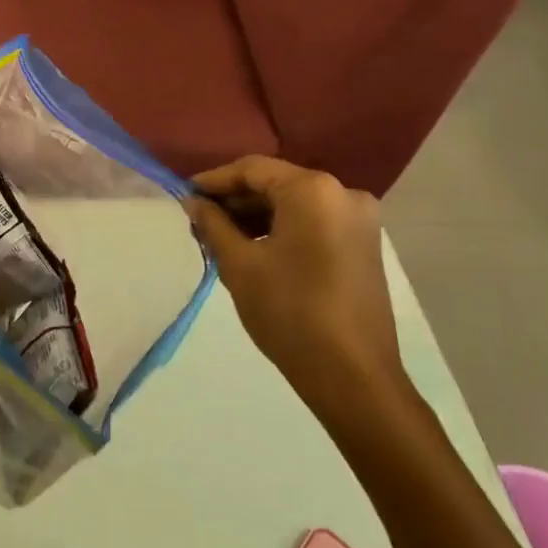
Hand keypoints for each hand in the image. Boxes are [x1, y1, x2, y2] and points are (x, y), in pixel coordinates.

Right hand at [187, 156, 408, 422]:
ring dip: (257, 215)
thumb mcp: (239, 264)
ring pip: (294, 203)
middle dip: (235, 200)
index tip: (184, 195)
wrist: (353, 377)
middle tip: (199, 219)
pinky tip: (254, 247)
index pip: (252, 170)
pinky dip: (282, 228)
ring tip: (220, 236)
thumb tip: (193, 202)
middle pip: (276, 183)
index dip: (214, 181)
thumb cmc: (289, 312)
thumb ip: (213, 224)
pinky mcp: (364, 244)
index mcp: (313, 190)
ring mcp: (359, 219)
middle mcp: (343, 193)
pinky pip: (313, 221)